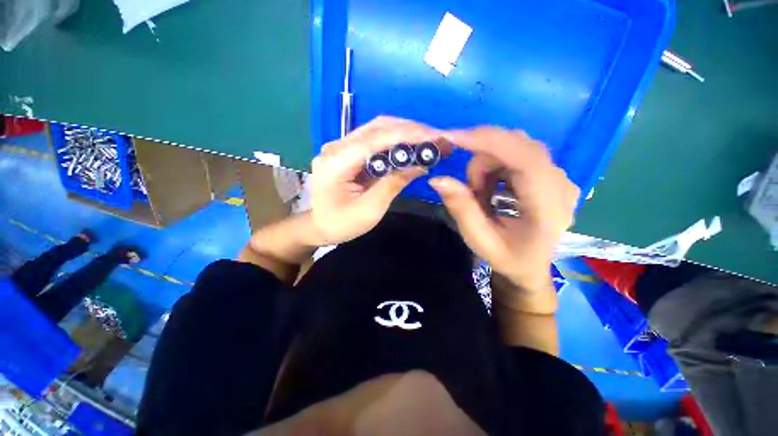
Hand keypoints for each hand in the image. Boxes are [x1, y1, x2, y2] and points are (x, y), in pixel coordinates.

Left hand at [310, 116, 445, 244]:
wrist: (318, 226)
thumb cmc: (341, 224)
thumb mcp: (370, 210)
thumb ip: (393, 184)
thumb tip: (421, 165)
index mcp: (337, 161)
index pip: (377, 139)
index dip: (408, 135)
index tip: (436, 137)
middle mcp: (336, 146)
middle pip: (378, 127)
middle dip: (411, 130)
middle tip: (438, 138)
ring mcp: (340, 146)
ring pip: (377, 129)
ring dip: (405, 132)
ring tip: (429, 140)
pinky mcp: (347, 150)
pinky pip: (374, 138)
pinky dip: (395, 139)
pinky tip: (411, 145)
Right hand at [429, 128, 578, 310]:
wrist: (532, 266)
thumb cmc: (508, 258)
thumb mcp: (480, 240)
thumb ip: (461, 209)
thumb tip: (438, 179)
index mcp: (549, 206)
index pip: (524, 157)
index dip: (488, 142)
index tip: (453, 138)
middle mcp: (561, 183)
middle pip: (516, 145)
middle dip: (482, 162)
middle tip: (470, 191)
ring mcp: (559, 176)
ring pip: (514, 146)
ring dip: (487, 166)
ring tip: (481, 196)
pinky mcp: (550, 173)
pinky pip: (517, 152)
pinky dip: (495, 166)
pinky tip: (492, 189)